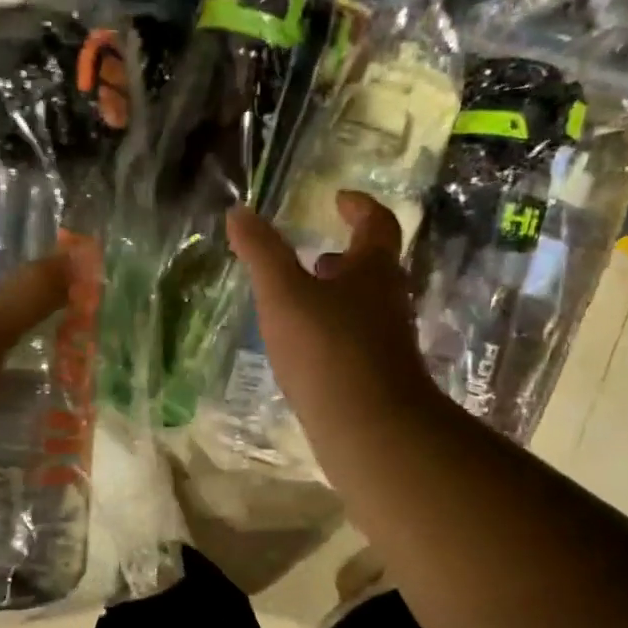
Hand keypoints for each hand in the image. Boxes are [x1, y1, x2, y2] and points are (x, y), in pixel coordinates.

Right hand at [226, 191, 441, 467]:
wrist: (371, 429)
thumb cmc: (328, 349)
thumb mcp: (284, 294)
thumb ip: (261, 252)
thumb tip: (239, 211)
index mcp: (373, 270)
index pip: (377, 224)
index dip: (360, 206)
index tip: (340, 199)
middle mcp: (388, 300)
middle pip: (373, 267)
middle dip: (344, 256)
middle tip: (316, 253)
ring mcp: (386, 341)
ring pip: (363, 305)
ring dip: (336, 295)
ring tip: (301, 299)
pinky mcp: (376, 375)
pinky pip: (354, 339)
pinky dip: (331, 330)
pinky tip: (304, 347)